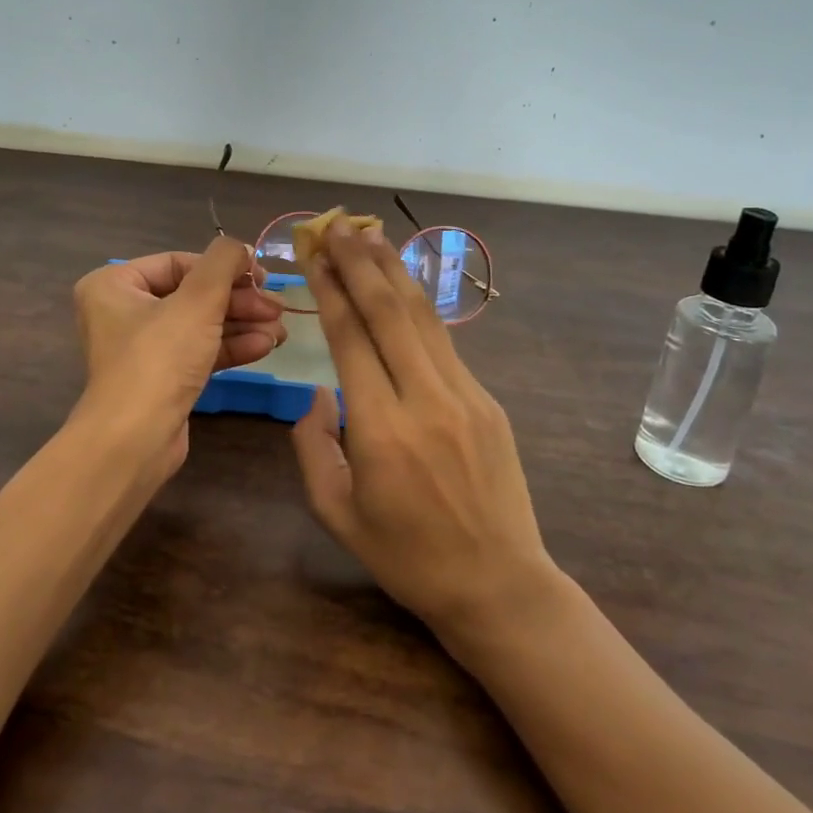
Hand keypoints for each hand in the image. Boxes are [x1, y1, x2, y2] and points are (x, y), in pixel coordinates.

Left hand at [71, 238, 286, 478]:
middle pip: (192, 294)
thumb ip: (223, 262)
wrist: (135, 440)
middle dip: (239, 301)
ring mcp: (142, 348)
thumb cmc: (159, 358)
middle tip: (277, 307)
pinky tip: (266, 346)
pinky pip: (199, 351)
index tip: (262, 276)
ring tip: (281, 329)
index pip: (179, 262)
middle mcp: (122, 312)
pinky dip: (231, 347)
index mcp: (114, 285)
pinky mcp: (161, 379)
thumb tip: (240, 249)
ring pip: (200, 324)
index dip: (224, 267)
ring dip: (242, 324)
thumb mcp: (197, 300)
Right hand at [291, 216, 556, 639]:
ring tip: (370, 235)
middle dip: (360, 263)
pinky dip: (419, 306)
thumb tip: (317, 393)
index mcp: (382, 430)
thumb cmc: (407, 556)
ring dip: (394, 272)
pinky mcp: (488, 401)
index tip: (314, 255)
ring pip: (423, 318)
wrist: (499, 585)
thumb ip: (312, 447)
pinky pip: (444, 343)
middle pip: (389, 312)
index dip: (331, 290)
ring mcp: (465, 396)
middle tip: (337, 226)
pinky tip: (404, 285)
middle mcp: (426, 400)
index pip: (351, 338)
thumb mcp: (336, 513)